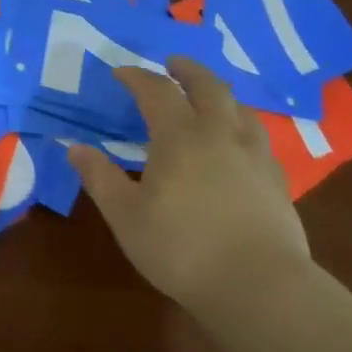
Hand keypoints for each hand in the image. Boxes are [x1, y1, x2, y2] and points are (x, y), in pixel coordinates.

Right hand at [67, 57, 311, 316]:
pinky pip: (258, 137)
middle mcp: (220, 136)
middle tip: (173, 63)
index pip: (156, 91)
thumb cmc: (182, 248)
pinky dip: (240, 124)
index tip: (120, 73)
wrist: (262, 289)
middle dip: (188, 70)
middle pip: (209, 87)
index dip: (137, 77)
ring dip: (220, 94)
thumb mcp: (125, 215)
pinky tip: (236, 143)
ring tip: (207, 97)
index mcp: (180, 137)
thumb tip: (74, 147)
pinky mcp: (277, 182)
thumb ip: (100, 177)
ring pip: (241, 109)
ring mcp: (255, 157)